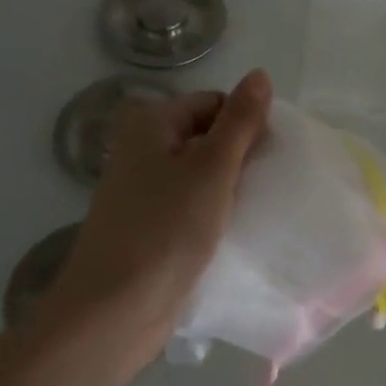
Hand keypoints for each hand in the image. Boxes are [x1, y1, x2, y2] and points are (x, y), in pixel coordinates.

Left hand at [40, 69, 272, 369]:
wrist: (114, 311)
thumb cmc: (165, 229)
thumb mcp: (211, 168)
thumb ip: (239, 121)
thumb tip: (260, 74)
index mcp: (151, 124)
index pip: (214, 104)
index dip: (246, 124)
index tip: (270, 156)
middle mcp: (143, 150)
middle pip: (208, 137)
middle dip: (241, 157)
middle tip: (269, 184)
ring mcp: (145, 191)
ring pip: (203, 175)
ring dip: (231, 188)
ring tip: (259, 208)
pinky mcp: (152, 227)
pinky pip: (193, 206)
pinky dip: (216, 213)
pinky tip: (239, 230)